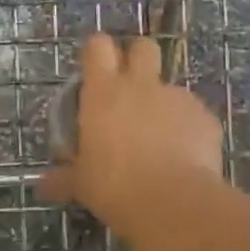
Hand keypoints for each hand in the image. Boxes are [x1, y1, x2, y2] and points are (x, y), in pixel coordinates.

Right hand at [39, 34, 223, 222]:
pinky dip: (187, 130)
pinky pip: (193, 115)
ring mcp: (177, 98)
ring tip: (160, 140)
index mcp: (104, 91)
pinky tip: (184, 158)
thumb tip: (43, 185)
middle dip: (138, 59)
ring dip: (163, 104)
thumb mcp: (82, 184)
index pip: (98, 46)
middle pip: (143, 47)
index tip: (94, 69)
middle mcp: (141, 85)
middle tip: (131, 88)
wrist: (174, 204)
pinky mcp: (206, 118)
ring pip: (170, 87)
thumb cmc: (115, 186)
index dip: (97, 52)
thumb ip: (64, 178)